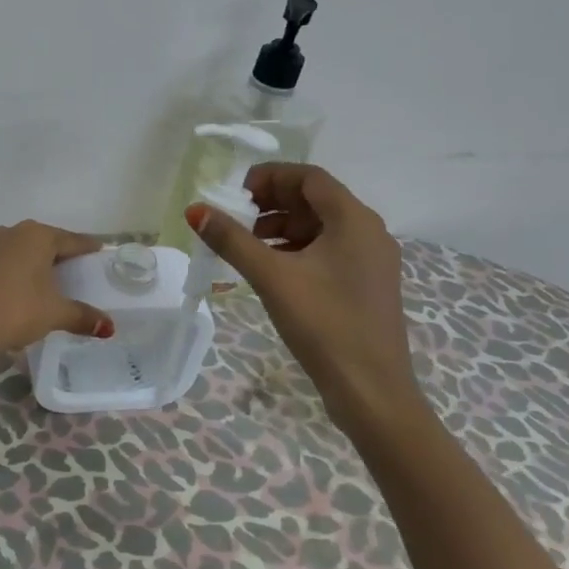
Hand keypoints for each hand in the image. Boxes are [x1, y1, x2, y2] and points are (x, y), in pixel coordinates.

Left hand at [0, 221, 115, 367]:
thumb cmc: (16, 310)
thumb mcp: (55, 313)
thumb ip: (83, 316)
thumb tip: (109, 327)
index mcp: (38, 235)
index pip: (72, 240)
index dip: (88, 248)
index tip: (100, 252)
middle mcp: (15, 232)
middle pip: (49, 241)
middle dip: (64, 254)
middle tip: (81, 269)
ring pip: (27, 250)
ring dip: (41, 262)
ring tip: (56, 279)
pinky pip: (11, 262)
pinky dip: (23, 271)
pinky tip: (29, 287)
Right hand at [186, 164, 420, 423]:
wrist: (372, 391)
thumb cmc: (324, 324)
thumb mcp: (272, 277)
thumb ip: (232, 240)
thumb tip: (196, 209)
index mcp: (354, 219)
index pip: (309, 177)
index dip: (270, 177)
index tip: (235, 192)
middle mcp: (369, 231)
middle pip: (316, 199)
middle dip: (273, 202)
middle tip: (236, 217)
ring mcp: (372, 260)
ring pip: (322, 226)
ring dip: (283, 227)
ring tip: (248, 244)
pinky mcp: (367, 285)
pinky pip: (329, 250)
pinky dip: (298, 249)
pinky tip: (272, 269)